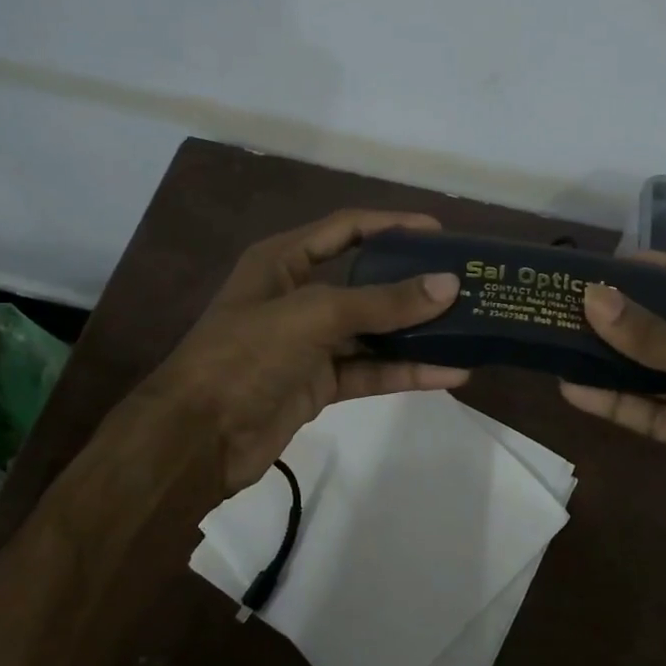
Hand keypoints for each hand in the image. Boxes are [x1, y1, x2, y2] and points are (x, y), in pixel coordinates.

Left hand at [133, 209, 468, 490]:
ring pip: (373, 330)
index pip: (347, 228)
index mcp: (283, 260)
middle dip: (412, 282)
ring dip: (416, 332)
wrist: (196, 440)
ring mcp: (310, 342)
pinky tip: (449, 373)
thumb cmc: (245, 356)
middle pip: (366, 280)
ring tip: (469, 328)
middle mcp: (298, 295)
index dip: (392, 225)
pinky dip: (406, 371)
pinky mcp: (320, 384)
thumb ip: (381, 302)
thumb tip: (448, 285)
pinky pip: (370, 370)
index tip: (441, 232)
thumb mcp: (313, 316)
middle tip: (464, 283)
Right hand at [559, 252, 665, 563]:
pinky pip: (655, 413)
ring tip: (566, 339)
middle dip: (633, 315)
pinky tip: (575, 390)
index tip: (618, 262)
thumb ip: (658, 336)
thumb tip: (592, 296)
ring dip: (617, 360)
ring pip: (661, 371)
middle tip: (580, 299)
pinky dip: (618, 403)